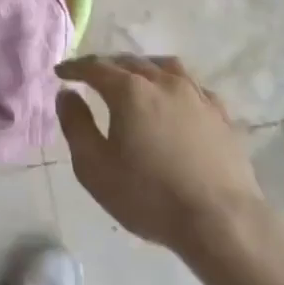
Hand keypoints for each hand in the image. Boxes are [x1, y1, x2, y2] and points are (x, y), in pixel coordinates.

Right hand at [57, 55, 263, 258]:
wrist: (222, 222)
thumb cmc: (149, 197)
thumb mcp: (95, 168)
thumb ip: (76, 125)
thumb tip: (67, 94)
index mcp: (130, 91)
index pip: (95, 67)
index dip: (75, 68)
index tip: (61, 73)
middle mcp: (163, 82)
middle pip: (129, 62)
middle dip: (107, 65)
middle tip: (92, 76)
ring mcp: (196, 96)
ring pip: (165, 66)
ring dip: (143, 67)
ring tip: (134, 77)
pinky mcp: (221, 115)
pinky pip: (193, 86)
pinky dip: (175, 84)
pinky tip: (175, 98)